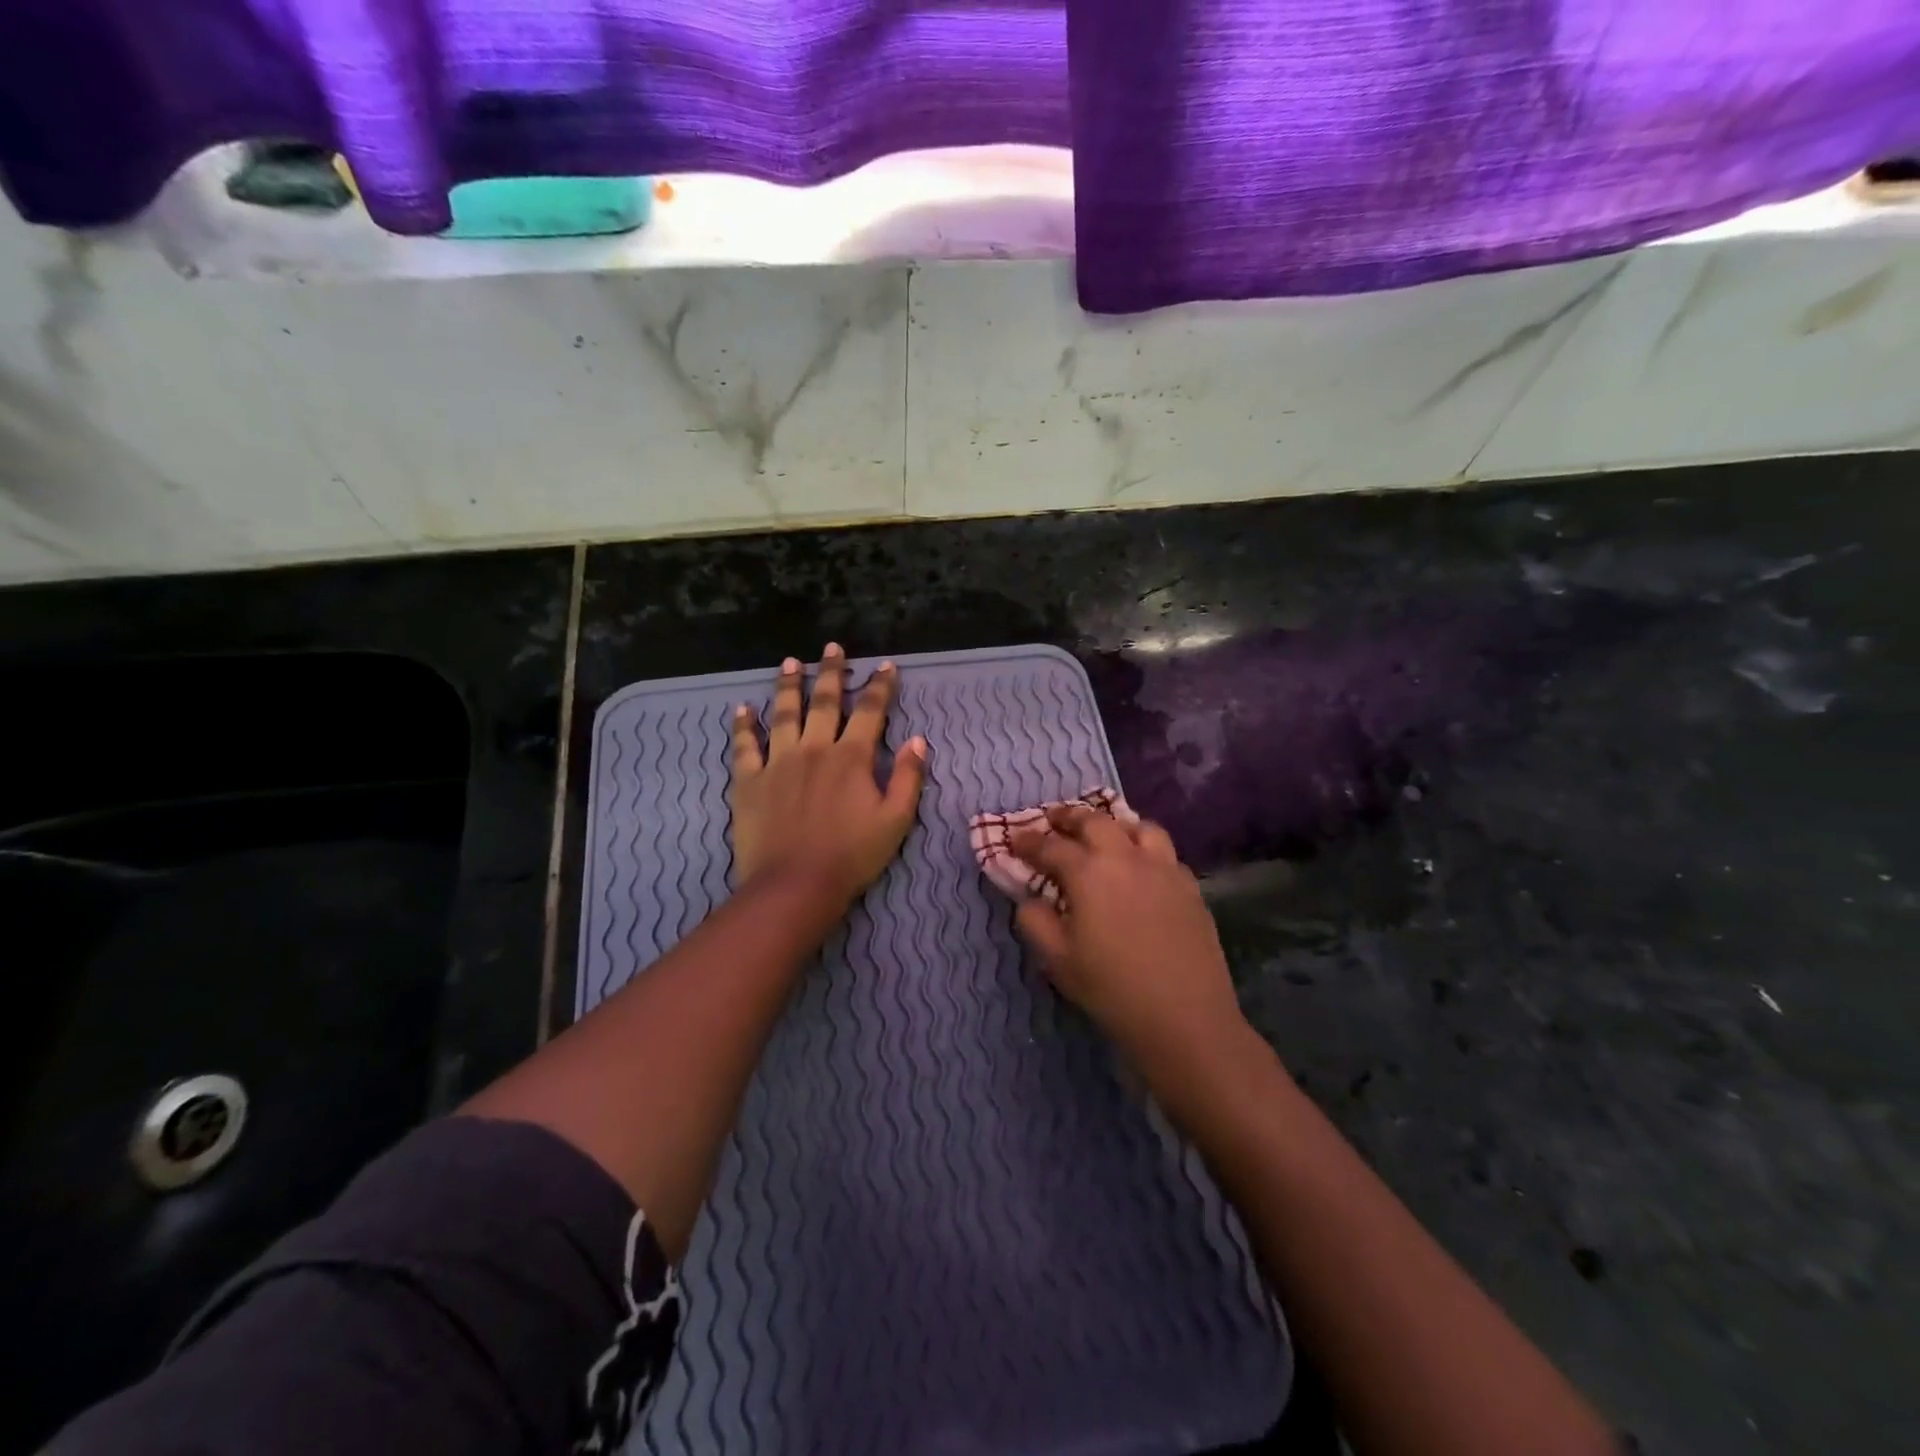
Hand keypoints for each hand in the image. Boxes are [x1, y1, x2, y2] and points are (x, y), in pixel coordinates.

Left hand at [730, 643, 927, 905]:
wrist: (795, 885)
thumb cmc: (852, 856)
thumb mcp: (896, 820)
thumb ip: (909, 778)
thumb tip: (918, 740)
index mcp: (852, 757)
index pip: (870, 711)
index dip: (880, 687)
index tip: (886, 666)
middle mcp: (814, 749)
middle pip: (823, 701)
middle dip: (831, 672)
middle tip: (832, 647)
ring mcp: (778, 762)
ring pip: (783, 714)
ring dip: (788, 685)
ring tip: (789, 663)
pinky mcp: (749, 781)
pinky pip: (745, 746)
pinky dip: (743, 725)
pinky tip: (742, 708)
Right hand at [1011, 806, 1244, 1069]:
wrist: (1185, 1018)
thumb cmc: (1112, 989)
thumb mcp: (1057, 960)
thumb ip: (1035, 920)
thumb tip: (1030, 898)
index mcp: (1088, 872)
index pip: (1050, 845)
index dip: (1028, 840)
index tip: (1014, 838)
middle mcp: (1126, 857)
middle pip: (1095, 821)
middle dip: (1069, 817)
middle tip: (1053, 820)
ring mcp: (1163, 868)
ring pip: (1138, 827)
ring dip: (1114, 824)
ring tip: (1104, 834)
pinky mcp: (1189, 886)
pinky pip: (1165, 853)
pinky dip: (1146, 849)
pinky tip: (1142, 868)